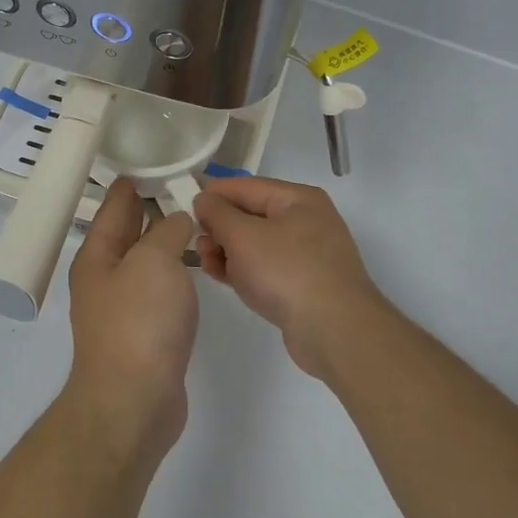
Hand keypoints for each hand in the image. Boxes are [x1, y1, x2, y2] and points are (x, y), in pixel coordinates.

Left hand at [63, 179, 198, 458]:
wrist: (134, 401)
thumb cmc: (139, 322)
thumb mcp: (154, 261)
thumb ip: (167, 232)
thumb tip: (177, 220)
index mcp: (97, 256)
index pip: (114, 207)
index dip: (130, 183)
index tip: (149, 162)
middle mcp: (104, 279)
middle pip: (127, 233)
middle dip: (148, 210)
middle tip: (180, 185)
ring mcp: (122, 309)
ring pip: (145, 262)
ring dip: (163, 242)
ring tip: (192, 221)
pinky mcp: (143, 334)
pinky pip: (158, 290)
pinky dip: (173, 273)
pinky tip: (192, 268)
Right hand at [193, 176, 384, 378]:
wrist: (334, 330)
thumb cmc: (286, 271)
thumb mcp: (242, 235)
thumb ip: (217, 213)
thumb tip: (204, 199)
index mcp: (297, 199)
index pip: (244, 186)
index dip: (212, 195)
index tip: (183, 210)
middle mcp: (306, 221)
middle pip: (250, 215)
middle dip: (219, 228)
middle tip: (198, 245)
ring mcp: (307, 254)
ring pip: (255, 243)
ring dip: (228, 251)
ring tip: (208, 265)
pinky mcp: (303, 283)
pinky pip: (265, 267)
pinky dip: (244, 270)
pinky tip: (226, 279)